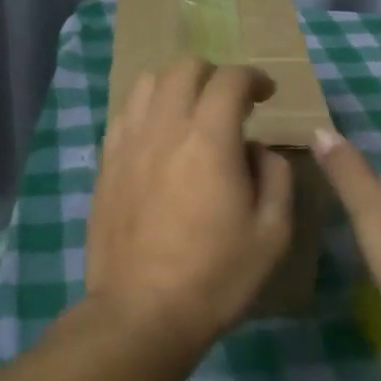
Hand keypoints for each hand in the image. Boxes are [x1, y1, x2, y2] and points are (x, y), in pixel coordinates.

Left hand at [86, 58, 294, 348]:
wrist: (141, 312)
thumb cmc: (215, 276)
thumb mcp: (272, 233)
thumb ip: (275, 176)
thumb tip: (258, 149)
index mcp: (209, 139)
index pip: (229, 80)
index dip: (253, 77)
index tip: (266, 94)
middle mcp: (164, 127)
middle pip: (184, 68)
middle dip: (214, 74)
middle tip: (231, 102)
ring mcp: (127, 143)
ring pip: (147, 83)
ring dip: (176, 86)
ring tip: (191, 113)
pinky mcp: (105, 163)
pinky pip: (125, 115)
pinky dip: (147, 110)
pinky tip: (158, 139)